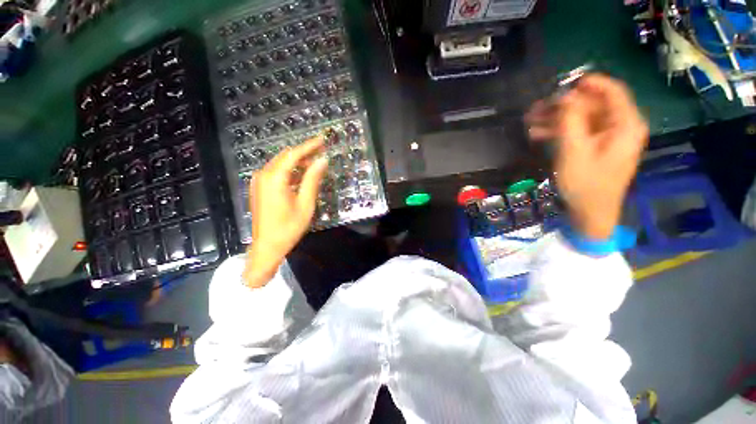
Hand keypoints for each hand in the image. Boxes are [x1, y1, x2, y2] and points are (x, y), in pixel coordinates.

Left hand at [243, 138, 328, 287]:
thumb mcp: (305, 203)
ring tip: (315, 161)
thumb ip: (313, 179)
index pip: (293, 154)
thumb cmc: (289, 227)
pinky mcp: (258, 188)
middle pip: (285, 156)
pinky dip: (289, 170)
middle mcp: (263, 175)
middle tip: (321, 150)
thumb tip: (323, 160)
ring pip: (280, 163)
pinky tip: (301, 174)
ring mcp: (258, 181)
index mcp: (274, 178)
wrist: (267, 247)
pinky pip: (275, 172)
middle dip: (304, 152)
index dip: (309, 145)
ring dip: (297, 161)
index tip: (322, 139)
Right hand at [526, 74, 648, 239]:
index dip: (588, 83)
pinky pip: (578, 133)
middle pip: (592, 105)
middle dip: (563, 105)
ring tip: (530, 121)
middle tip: (536, 107)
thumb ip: (570, 121)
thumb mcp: (574, 151)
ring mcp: (607, 138)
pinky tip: (537, 134)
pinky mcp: (595, 148)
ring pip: (581, 119)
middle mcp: (620, 127)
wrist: (590, 213)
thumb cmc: (586, 184)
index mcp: (625, 125)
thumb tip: (563, 97)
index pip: (612, 91)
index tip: (562, 83)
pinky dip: (559, 132)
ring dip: (556, 119)